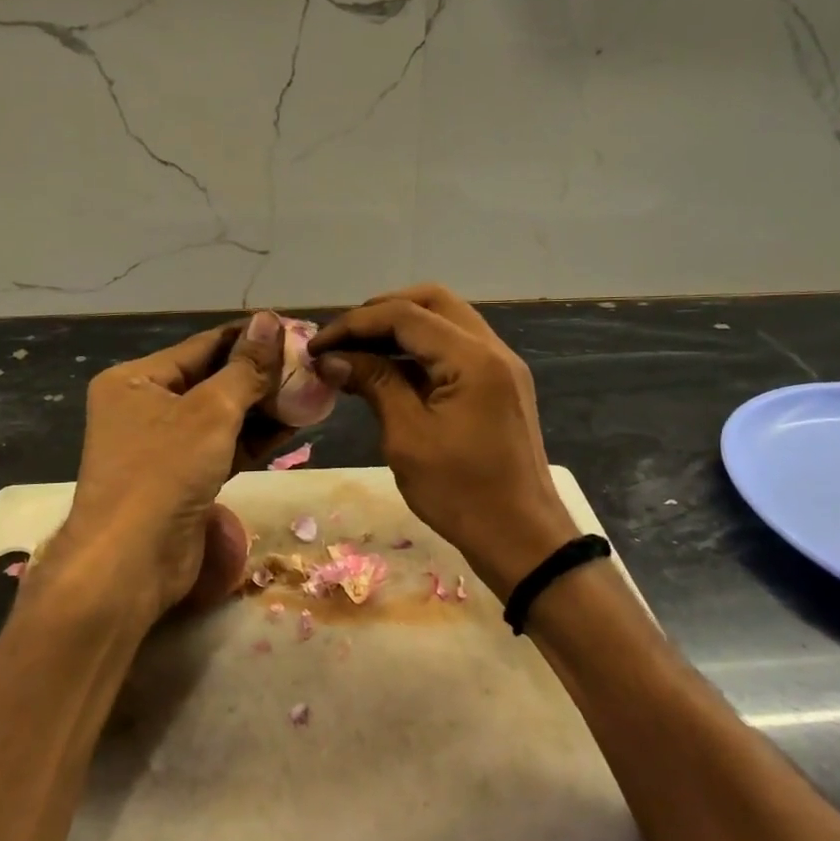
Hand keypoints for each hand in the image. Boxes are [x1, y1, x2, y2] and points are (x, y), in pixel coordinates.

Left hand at [48, 313, 292, 624]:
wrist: (131, 563)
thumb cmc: (164, 471)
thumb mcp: (210, 411)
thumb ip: (245, 368)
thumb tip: (270, 321)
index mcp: (135, 380)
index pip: (202, 345)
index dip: (250, 338)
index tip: (294, 330)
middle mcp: (145, 407)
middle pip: (212, 380)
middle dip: (260, 375)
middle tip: (309, 364)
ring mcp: (163, 446)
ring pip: (221, 416)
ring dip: (263, 406)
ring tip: (310, 390)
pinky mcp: (183, 479)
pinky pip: (223, 447)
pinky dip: (254, 438)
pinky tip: (294, 424)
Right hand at [311, 284, 577, 597]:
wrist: (522, 538)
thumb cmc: (460, 493)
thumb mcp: (407, 438)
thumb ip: (374, 384)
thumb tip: (333, 358)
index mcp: (473, 358)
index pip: (405, 315)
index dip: (354, 324)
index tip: (317, 346)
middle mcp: (493, 349)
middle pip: (431, 302)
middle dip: (381, 313)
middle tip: (342, 340)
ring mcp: (502, 365)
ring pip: (446, 321)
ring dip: (402, 329)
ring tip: (358, 352)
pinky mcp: (501, 385)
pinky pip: (457, 348)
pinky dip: (422, 350)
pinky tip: (390, 372)